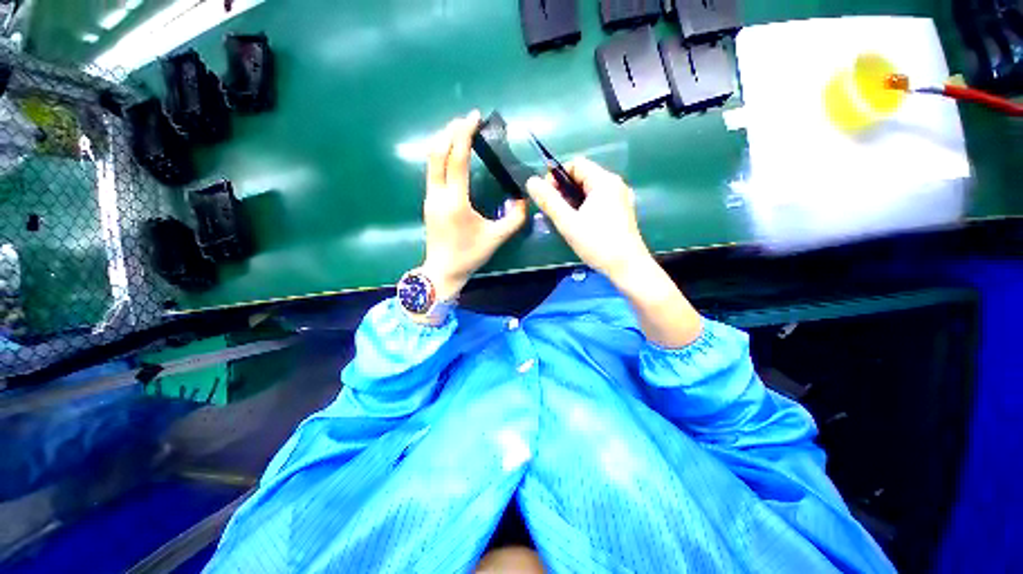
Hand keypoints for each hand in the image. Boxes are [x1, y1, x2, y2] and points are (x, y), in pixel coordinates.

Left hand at [421, 110, 527, 300]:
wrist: (443, 270)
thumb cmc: (469, 255)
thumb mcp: (496, 238)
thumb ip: (514, 219)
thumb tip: (525, 201)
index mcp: (456, 202)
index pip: (456, 159)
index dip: (464, 135)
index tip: (474, 117)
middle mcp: (438, 195)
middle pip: (437, 153)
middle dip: (450, 131)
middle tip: (466, 120)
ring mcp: (430, 197)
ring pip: (430, 160)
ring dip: (443, 141)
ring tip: (459, 132)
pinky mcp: (429, 201)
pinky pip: (432, 170)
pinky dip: (441, 155)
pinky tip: (452, 154)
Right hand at [527, 158, 701, 346]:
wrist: (627, 267)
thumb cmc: (597, 243)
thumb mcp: (568, 222)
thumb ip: (549, 201)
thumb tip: (531, 181)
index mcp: (604, 181)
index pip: (576, 164)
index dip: (557, 176)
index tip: (547, 196)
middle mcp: (615, 184)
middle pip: (583, 177)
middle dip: (564, 190)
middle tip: (555, 210)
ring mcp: (620, 198)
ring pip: (590, 191)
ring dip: (573, 200)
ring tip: (565, 219)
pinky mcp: (622, 212)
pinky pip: (599, 201)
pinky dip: (585, 207)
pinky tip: (580, 224)